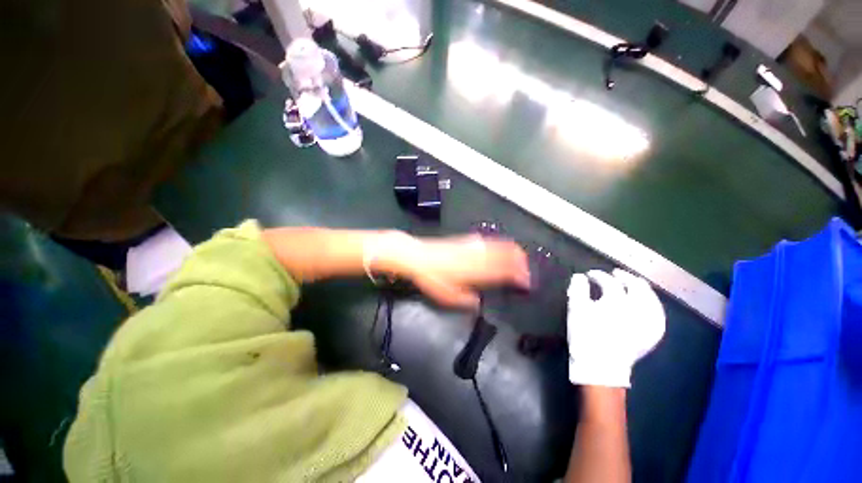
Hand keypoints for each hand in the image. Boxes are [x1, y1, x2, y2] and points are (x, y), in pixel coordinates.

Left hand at [385, 234, 529, 309]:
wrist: (417, 256)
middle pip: (505, 255)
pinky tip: (500, 246)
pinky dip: (499, 244)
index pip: (504, 272)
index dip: (518, 276)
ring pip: (499, 245)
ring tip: (520, 257)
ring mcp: (472, 245)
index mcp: (476, 272)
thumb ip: (466, 301)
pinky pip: (488, 241)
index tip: (526, 282)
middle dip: (520, 262)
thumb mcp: (448, 297)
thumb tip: (478, 303)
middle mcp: (478, 256)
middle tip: (527, 270)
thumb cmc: (432, 278)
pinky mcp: (466, 240)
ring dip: (512, 251)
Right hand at [566, 269, 664, 387]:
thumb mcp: (576, 310)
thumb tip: (580, 277)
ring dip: (641, 288)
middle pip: (636, 286)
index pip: (609, 282)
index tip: (589, 275)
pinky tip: (648, 303)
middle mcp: (637, 309)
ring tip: (633, 284)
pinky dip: (652, 304)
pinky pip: (658, 313)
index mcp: (616, 302)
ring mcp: (649, 322)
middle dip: (625, 277)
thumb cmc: (585, 335)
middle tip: (615, 274)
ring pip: (651, 298)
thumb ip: (577, 290)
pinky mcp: (653, 334)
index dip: (598, 276)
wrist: (601, 366)